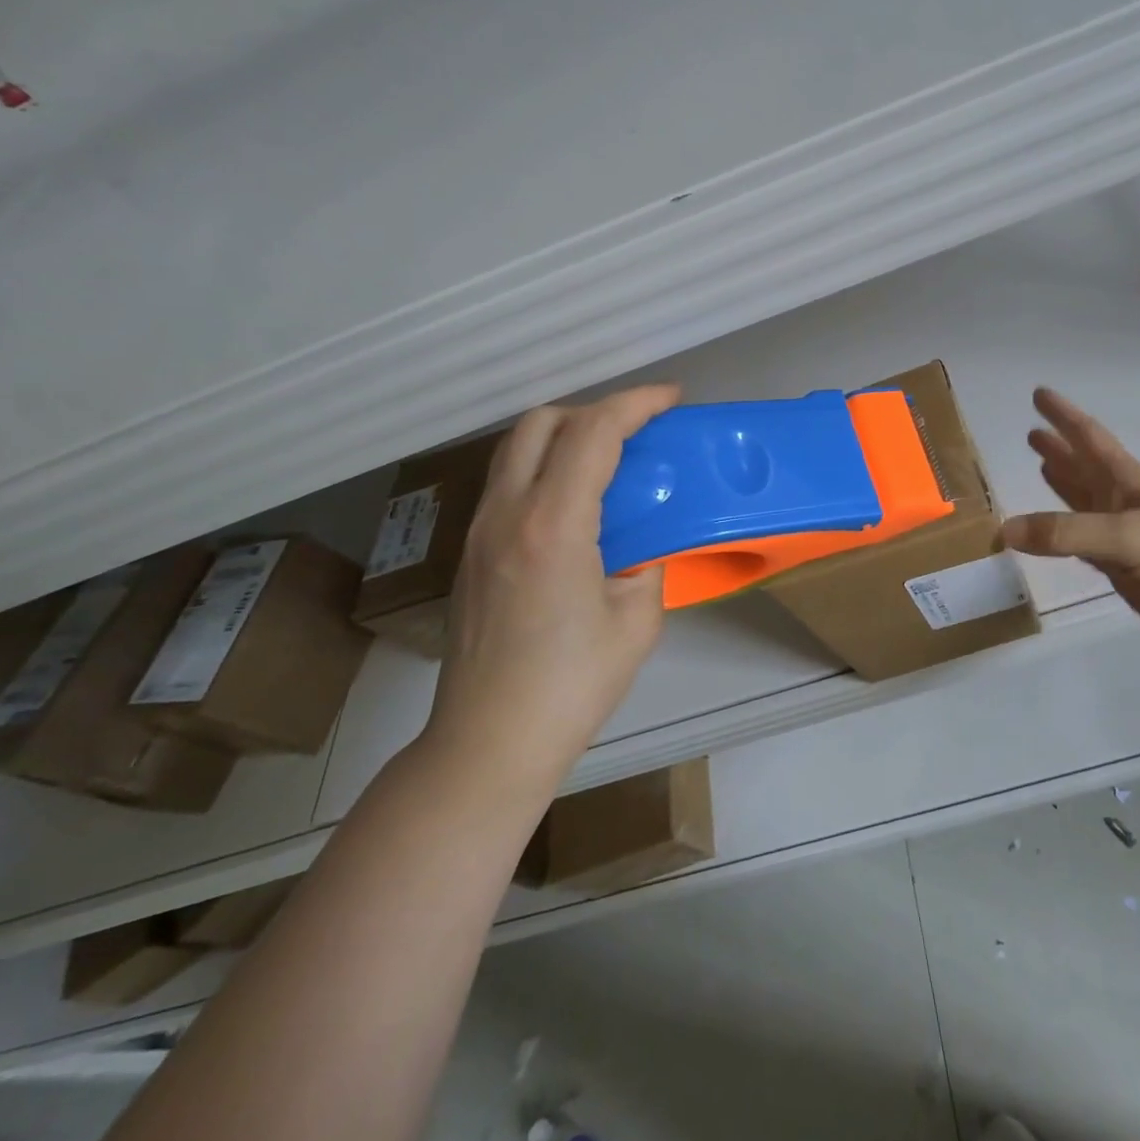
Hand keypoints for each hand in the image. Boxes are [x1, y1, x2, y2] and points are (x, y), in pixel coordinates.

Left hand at [424, 384, 680, 785]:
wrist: (488, 742)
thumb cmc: (572, 686)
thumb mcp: (637, 621)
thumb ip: (645, 565)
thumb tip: (638, 547)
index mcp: (553, 525)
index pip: (593, 433)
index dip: (636, 403)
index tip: (671, 399)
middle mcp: (506, 514)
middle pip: (540, 422)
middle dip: (593, 410)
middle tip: (636, 432)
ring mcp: (478, 532)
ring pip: (515, 449)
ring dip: (564, 436)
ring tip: (607, 461)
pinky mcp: (468, 553)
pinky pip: (507, 483)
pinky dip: (543, 468)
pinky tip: (573, 507)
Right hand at [1002, 388, 1139, 658]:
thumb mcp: (1125, 536)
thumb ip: (1066, 532)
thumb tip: (1004, 530)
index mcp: (1127, 483)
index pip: (1089, 438)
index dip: (1065, 415)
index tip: (1039, 393)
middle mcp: (1121, 503)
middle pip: (1084, 466)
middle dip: (1059, 448)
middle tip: (1031, 431)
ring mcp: (1122, 536)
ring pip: (1082, 501)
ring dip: (1062, 482)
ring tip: (1040, 465)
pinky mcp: (1120, 568)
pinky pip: (1079, 542)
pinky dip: (1061, 533)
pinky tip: (1049, 531)